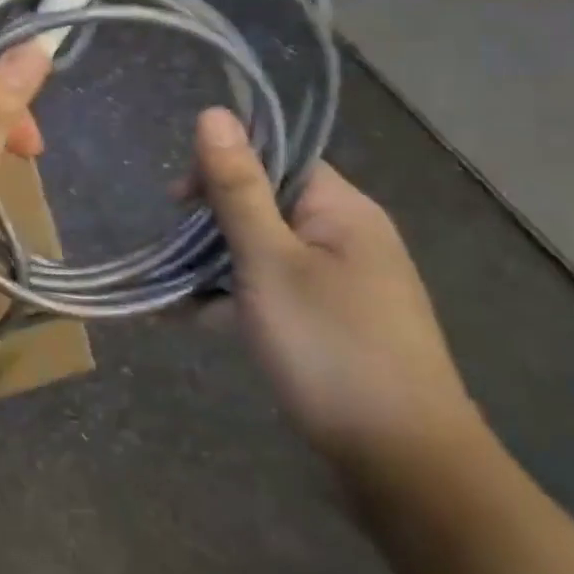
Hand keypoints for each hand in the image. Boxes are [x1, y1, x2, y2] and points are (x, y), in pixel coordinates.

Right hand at [192, 108, 481, 476]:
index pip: (276, 160)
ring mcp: (341, 285)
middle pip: (265, 205)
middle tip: (173, 254)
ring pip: (262, 253)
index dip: (223, 169)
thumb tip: (213, 112)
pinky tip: (194, 319)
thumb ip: (236, 188)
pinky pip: (272, 292)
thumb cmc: (329, 346)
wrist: (400, 461)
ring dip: (216, 265)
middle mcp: (346, 238)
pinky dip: (234, 300)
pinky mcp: (330, 324)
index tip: (178, 203)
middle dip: (212, 224)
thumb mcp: (268, 261)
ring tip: (173, 292)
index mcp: (341, 211)